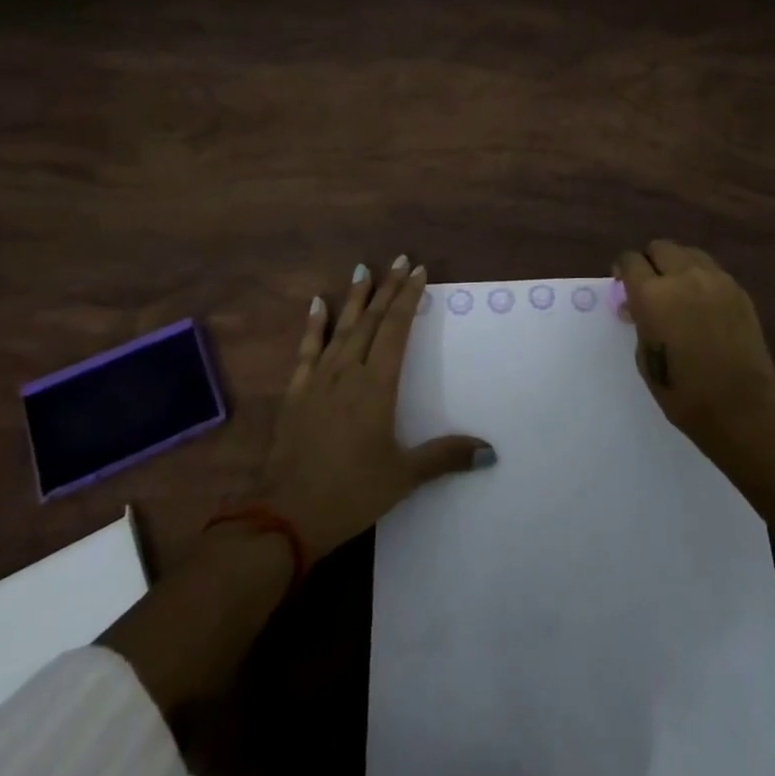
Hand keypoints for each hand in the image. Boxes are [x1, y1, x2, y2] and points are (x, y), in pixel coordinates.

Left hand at [258, 256, 493, 560]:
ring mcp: (319, 380)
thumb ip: (445, 457)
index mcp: (377, 386)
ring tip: (363, 269)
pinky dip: (314, 324)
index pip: (396, 329)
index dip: (408, 298)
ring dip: (355, 298)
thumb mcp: (404, 476)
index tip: (419, 272)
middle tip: (400, 260)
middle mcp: (348, 372)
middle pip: (371, 320)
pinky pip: (307, 349)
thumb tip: (490, 450)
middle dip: (387, 288)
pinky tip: (316, 304)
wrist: (285, 515)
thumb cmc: (351, 493)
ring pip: (341, 328)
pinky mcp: (297, 393)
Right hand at [615, 241, 774, 451]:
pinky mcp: (738, 290)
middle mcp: (682, 277)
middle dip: (650, 261)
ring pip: (688, 253)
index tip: (623, 283)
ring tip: (678, 289)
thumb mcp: (646, 358)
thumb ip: (640, 322)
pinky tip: (702, 303)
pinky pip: (712, 270)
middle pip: (660, 247)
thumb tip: (636, 307)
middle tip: (650, 285)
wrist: (741, 406)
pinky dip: (700, 278)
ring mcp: (714, 280)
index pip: (630, 260)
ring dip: (677, 265)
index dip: (623, 269)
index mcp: (652, 295)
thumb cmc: (683, 392)